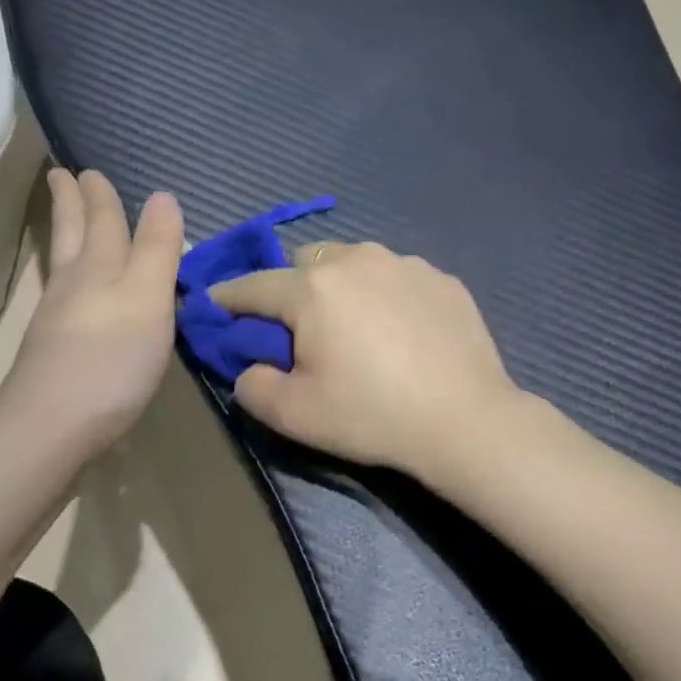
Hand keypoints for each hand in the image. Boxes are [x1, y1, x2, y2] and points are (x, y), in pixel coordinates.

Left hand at [3, 169, 184, 455]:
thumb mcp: (148, 297)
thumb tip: (162, 196)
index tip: (87, 169)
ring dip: (64, 234)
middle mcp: (75, 284)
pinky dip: (69, 276)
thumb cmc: (112, 358)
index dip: (100, 195)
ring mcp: (59, 318)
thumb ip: (157, 249)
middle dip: (70, 204)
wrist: (54, 426)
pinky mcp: (55, 350)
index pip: (102, 220)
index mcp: (99, 266)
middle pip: (72, 234)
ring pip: (64, 263)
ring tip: (64, 218)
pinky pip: (64, 294)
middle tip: (61, 176)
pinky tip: (74, 289)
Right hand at [209, 242, 521, 483]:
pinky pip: (396, 275)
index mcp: (313, 289)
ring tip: (357, 326)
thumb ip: (252, 386)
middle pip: (304, 262)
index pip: (253, 285)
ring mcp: (404, 263)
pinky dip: (385, 293)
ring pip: (353, 261)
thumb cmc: (372, 415)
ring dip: (341, 284)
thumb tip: (250, 367)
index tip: (215, 304)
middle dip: (291, 287)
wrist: (465, 420)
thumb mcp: (294, 415)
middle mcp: (356, 260)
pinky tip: (402, 330)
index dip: (228, 297)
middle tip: (302, 328)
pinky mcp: (441, 278)